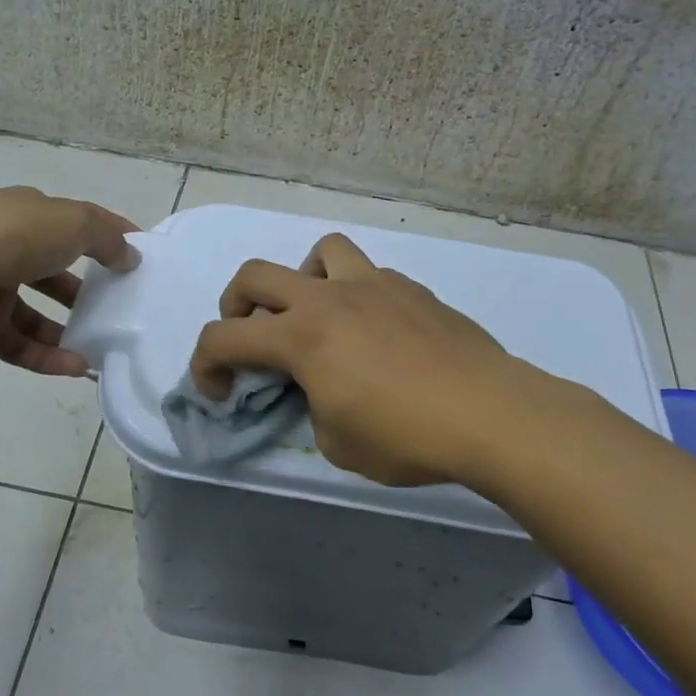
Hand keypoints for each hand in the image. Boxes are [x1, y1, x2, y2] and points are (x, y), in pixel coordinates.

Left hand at [0, 186, 138, 375]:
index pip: (75, 225)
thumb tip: (130, 257)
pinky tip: (77, 367)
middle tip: (118, 310)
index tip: (137, 259)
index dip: (108, 238)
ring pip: (34, 314)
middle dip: (85, 290)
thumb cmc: (11, 233)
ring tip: (102, 347)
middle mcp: (7, 247)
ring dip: (67, 330)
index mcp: (28, 215)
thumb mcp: (73, 224)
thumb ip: (107, 240)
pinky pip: (18, 344)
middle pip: (53, 272)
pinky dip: (46, 356)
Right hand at [190, 233, 528, 485]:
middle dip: (236, 305)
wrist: (489, 413)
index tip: (220, 393)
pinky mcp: (412, 289)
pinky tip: (377, 333)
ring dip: (303, 281)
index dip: (205, 365)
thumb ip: (311, 406)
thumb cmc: (407, 436)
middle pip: (256, 274)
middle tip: (252, 339)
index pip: (223, 337)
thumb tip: (319, 389)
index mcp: (301, 336)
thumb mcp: (337, 443)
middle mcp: (329, 298)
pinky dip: (356, 296)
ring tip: (319, 316)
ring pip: (320, 252)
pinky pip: (369, 275)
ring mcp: (374, 285)